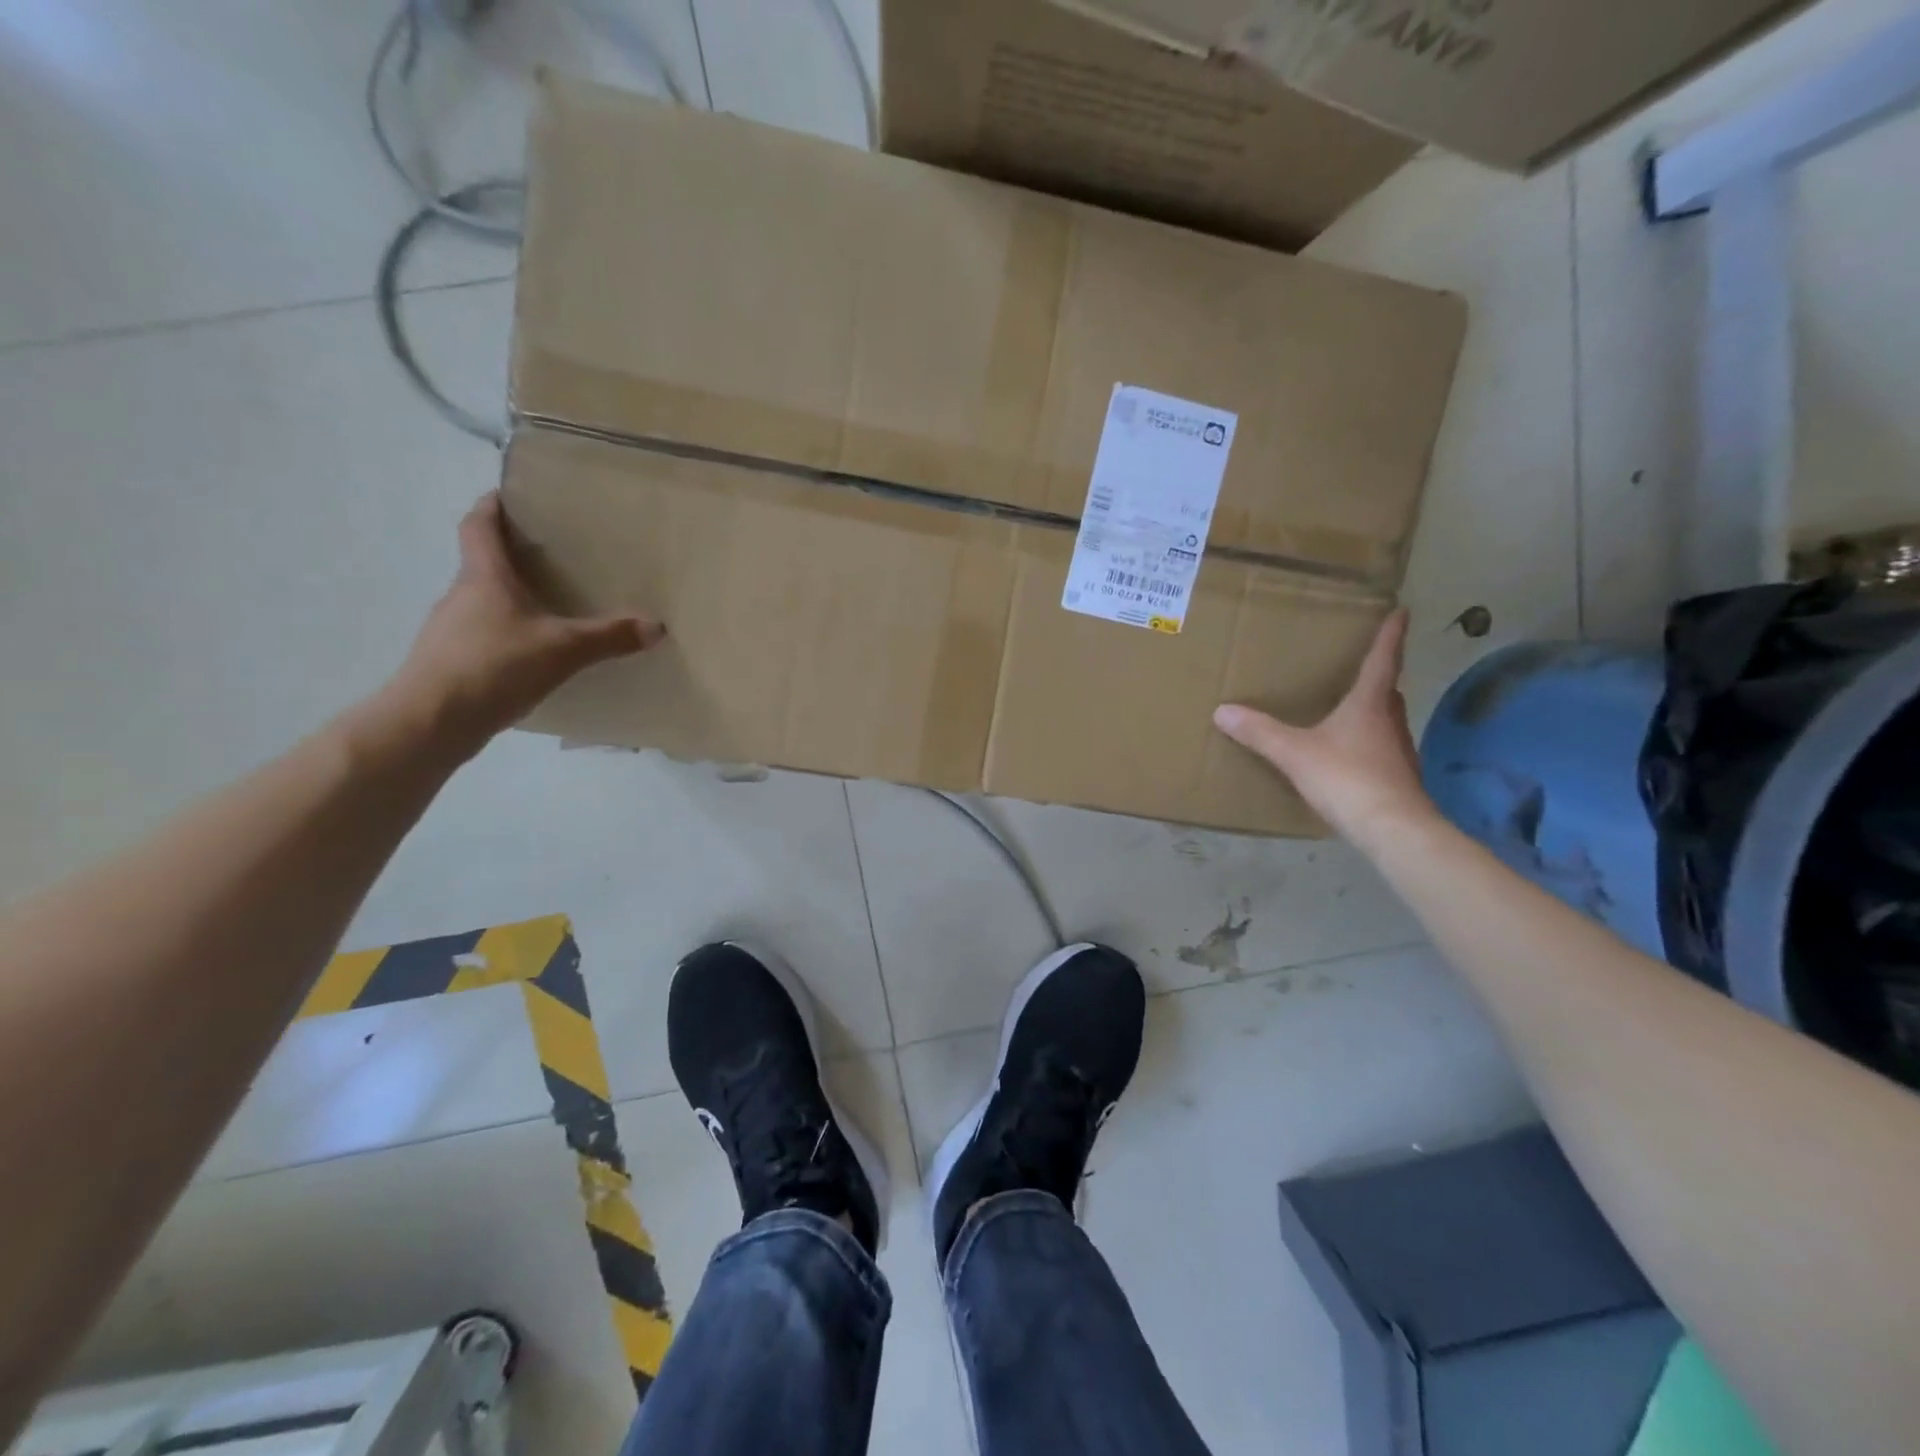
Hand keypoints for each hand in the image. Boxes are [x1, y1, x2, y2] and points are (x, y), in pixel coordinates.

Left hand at [383, 493, 662, 753]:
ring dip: (510, 600)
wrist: (431, 721)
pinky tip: (531, 656)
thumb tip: (657, 626)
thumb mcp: (564, 649)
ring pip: (483, 602)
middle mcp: (461, 595)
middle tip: (553, 558)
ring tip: (550, 610)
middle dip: (513, 557)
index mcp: (484, 577)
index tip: (510, 495)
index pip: (479, 525)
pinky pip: (482, 636)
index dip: (492, 506)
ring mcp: (450, 630)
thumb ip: (610, 637)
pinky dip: (505, 635)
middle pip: (483, 564)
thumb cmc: (494, 666)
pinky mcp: (449, 662)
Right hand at [1212, 608, 1434, 845]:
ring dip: (1370, 710)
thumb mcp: (1295, 753)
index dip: (1391, 636)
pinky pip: (1379, 747)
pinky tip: (1346, 754)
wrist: (1393, 829)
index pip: (1383, 660)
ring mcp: (1397, 751)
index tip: (1401, 612)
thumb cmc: (1347, 778)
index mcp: (1369, 704)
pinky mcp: (1396, 777)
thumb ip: (1260, 732)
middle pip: (1386, 691)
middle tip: (1360, 665)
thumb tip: (1223, 711)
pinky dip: (1365, 741)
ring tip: (1347, 708)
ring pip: (1384, 720)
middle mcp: (1389, 721)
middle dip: (1377, 676)